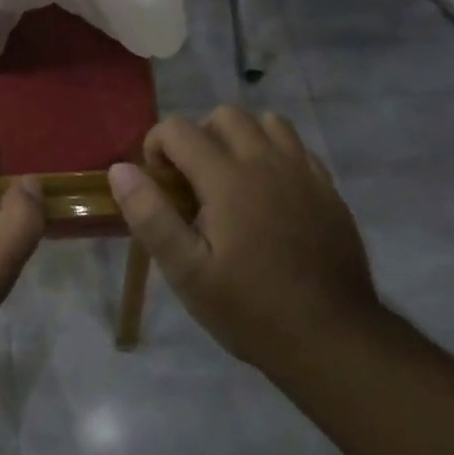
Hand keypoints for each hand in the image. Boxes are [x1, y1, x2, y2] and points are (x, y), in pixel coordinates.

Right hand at [107, 107, 381, 375]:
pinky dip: (274, 153)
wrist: (332, 339)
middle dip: (198, 137)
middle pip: (224, 115)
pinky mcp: (327, 188)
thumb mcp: (186, 272)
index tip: (159, 186)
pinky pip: (296, 146)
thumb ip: (150, 216)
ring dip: (240, 138)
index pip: (178, 128)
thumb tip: (120, 170)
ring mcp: (303, 171)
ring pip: (266, 122)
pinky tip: (268, 193)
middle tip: (193, 183)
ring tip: (230, 179)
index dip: (156, 147)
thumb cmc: (249, 308)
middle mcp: (266, 161)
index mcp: (228, 177)